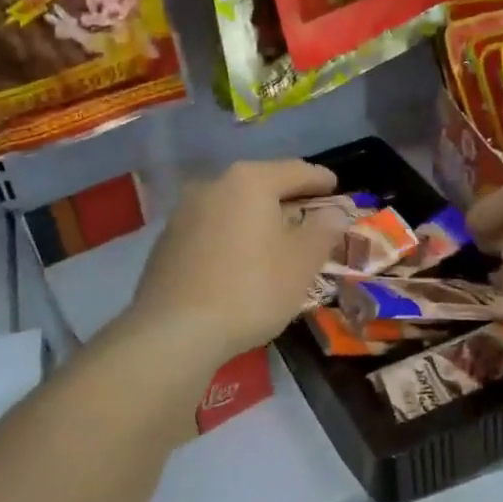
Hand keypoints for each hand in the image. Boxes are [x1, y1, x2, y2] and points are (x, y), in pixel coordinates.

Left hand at [127, 159, 347, 370]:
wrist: (175, 331)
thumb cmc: (250, 290)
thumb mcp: (301, 263)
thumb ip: (322, 231)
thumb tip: (334, 213)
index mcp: (249, 181)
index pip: (295, 170)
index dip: (320, 179)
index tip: (336, 188)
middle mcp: (212, 185)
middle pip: (260, 186)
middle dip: (286, 200)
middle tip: (309, 218)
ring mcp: (183, 213)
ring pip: (232, 208)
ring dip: (256, 220)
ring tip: (275, 243)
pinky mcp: (166, 242)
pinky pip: (210, 230)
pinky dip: (231, 238)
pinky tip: (239, 264)